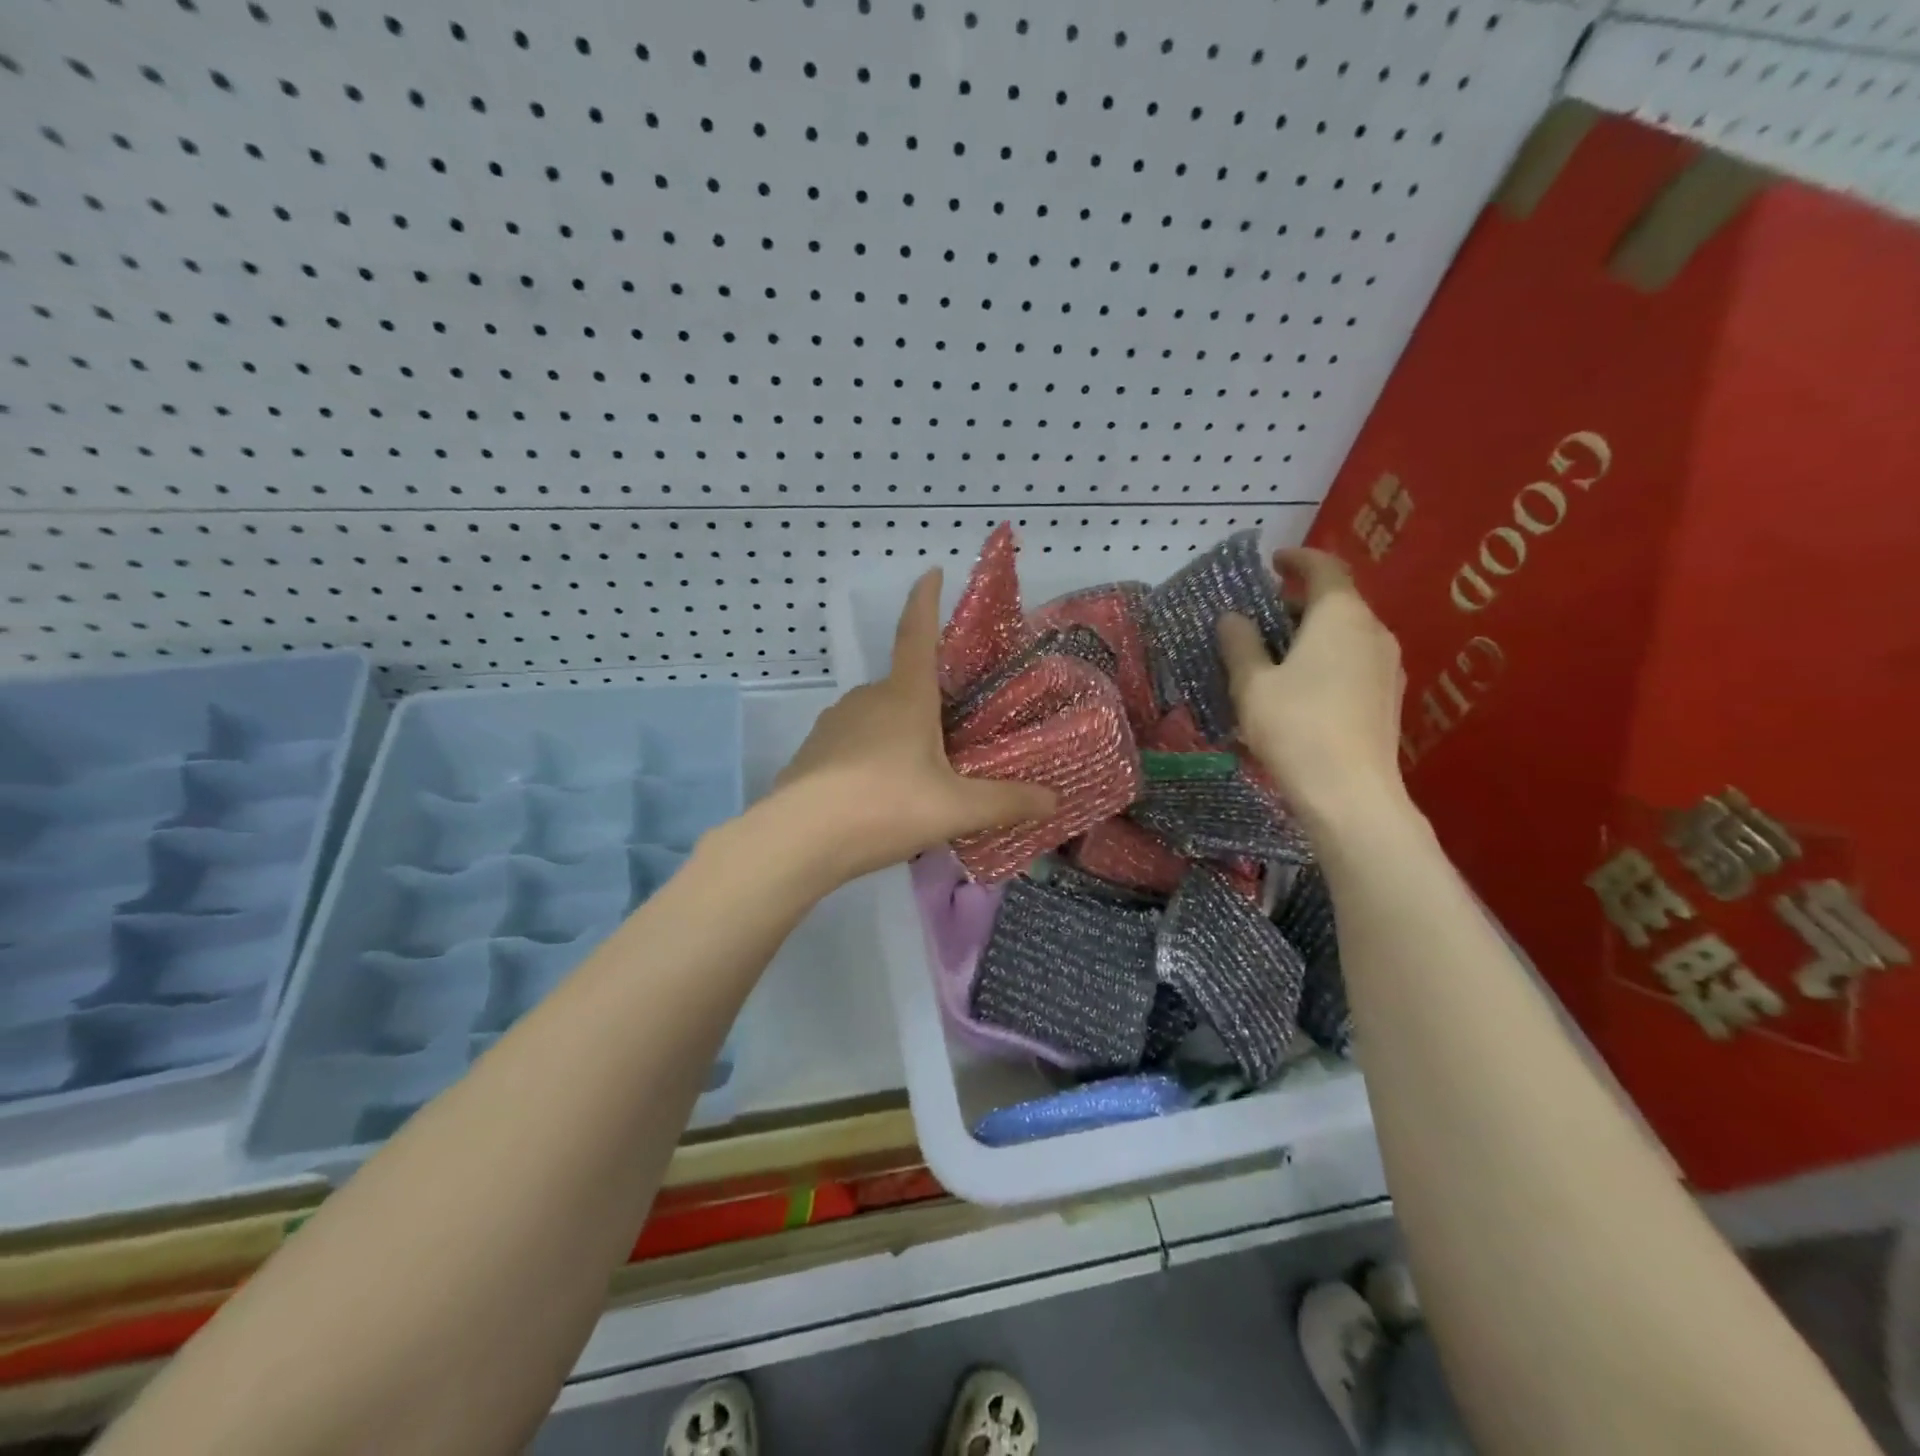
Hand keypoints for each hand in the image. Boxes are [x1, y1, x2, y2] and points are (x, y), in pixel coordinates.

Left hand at [767, 570, 1056, 885]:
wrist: (799, 839)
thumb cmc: (885, 807)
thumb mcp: (955, 809)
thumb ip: (1006, 803)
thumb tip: (1054, 800)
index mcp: (905, 697)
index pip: (918, 634)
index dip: (926, 601)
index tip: (932, 571)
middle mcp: (867, 699)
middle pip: (904, 688)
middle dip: (927, 705)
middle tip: (953, 740)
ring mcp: (833, 724)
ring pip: (878, 719)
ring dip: (899, 737)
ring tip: (919, 780)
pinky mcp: (812, 752)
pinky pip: (853, 745)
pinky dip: (871, 760)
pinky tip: (880, 797)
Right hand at [1218, 547, 1408, 833]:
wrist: (1350, 794)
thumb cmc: (1295, 728)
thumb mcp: (1252, 684)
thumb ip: (1240, 644)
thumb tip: (1233, 618)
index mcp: (1340, 616)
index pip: (1323, 568)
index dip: (1297, 559)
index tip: (1273, 561)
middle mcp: (1373, 630)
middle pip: (1337, 601)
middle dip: (1298, 602)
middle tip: (1262, 617)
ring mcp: (1387, 665)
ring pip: (1346, 633)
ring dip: (1313, 633)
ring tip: (1277, 654)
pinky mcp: (1388, 697)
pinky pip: (1354, 660)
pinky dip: (1327, 658)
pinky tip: (1302, 687)